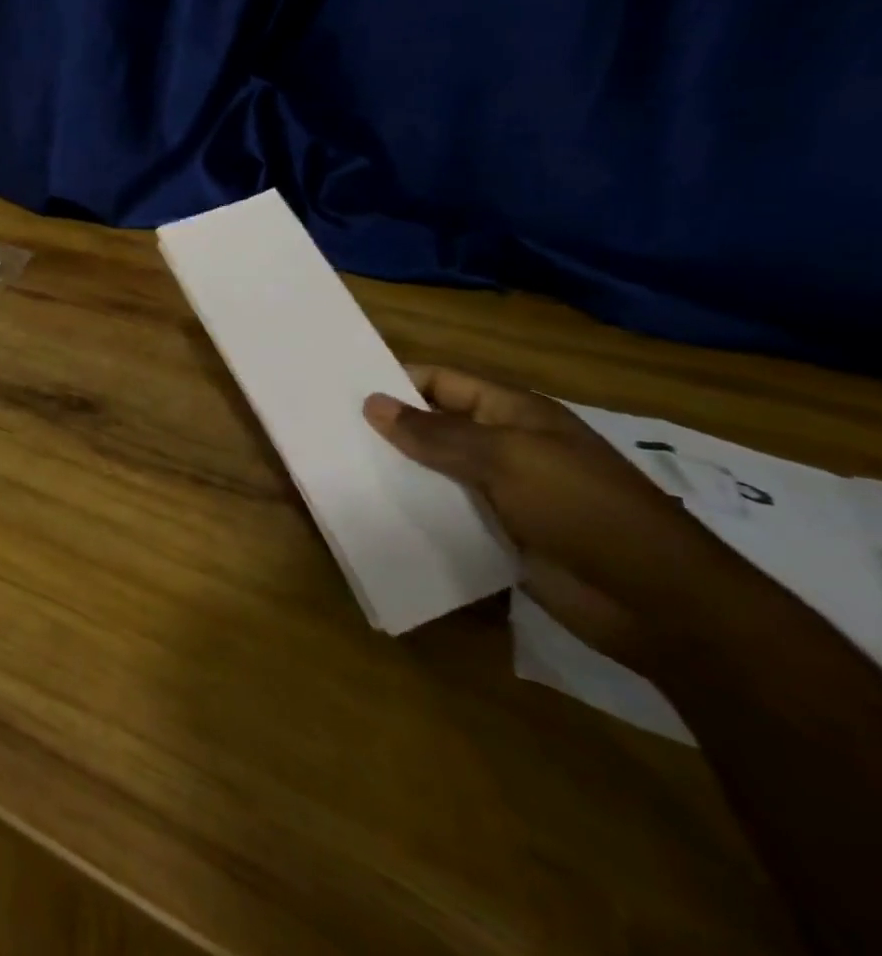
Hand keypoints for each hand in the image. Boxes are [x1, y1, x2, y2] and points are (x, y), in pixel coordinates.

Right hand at [363, 367, 750, 668]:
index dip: (394, 380)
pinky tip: (373, 511)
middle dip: (385, 428)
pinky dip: (413, 510)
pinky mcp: (498, 534)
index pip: (440, 381)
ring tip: (335, 469)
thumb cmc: (585, 510)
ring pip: (433, 471)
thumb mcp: (506, 459)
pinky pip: (445, 512)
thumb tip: (372, 403)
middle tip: (324, 430)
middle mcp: (504, 445)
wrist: (660, 605)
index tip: (338, 388)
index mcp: (511, 413)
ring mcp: (502, 492)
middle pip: (432, 425)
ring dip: (394, 471)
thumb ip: (435, 433)